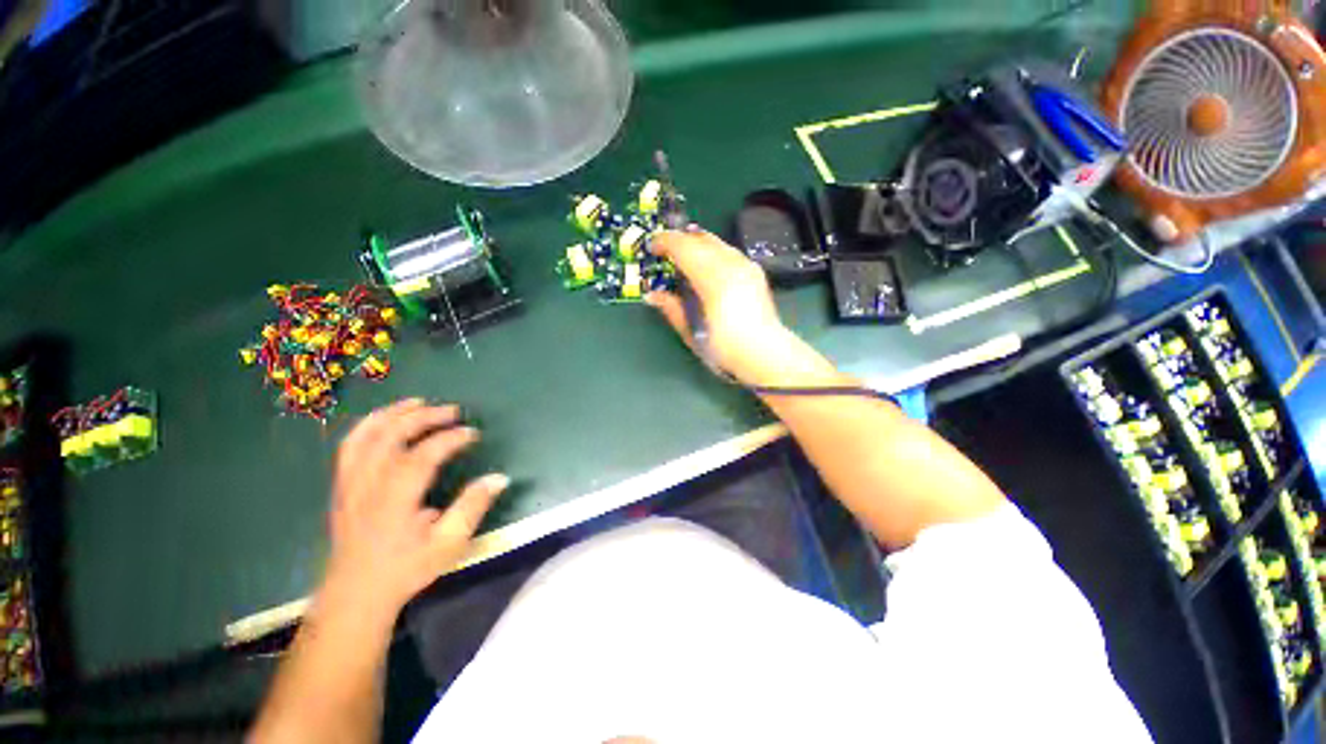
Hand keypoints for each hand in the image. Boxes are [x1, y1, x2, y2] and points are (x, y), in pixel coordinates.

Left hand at [322, 399, 508, 615]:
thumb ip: (473, 507)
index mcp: (394, 501)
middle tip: (453, 411)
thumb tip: (499, 477)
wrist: (355, 594)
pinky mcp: (342, 486)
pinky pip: (350, 446)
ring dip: (393, 414)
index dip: (450, 439)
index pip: (422, 456)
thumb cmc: (406, 569)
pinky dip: (369, 426)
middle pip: (391, 436)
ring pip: (365, 436)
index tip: (473, 434)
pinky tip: (386, 420)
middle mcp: (368, 485)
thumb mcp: (448, 544)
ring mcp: (350, 484)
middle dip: (424, 417)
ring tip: (418, 402)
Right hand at [646, 229, 794, 383]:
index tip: (651, 248)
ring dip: (696, 243)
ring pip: (716, 241)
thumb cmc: (725, 349)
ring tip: (683, 256)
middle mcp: (731, 265)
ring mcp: (746, 266)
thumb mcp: (692, 333)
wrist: (765, 354)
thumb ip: (672, 309)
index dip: (665, 242)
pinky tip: (707, 265)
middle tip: (664, 251)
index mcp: (713, 279)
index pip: (684, 247)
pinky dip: (712, 251)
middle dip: (679, 239)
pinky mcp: (755, 272)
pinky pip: (728, 251)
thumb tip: (652, 295)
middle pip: (700, 238)